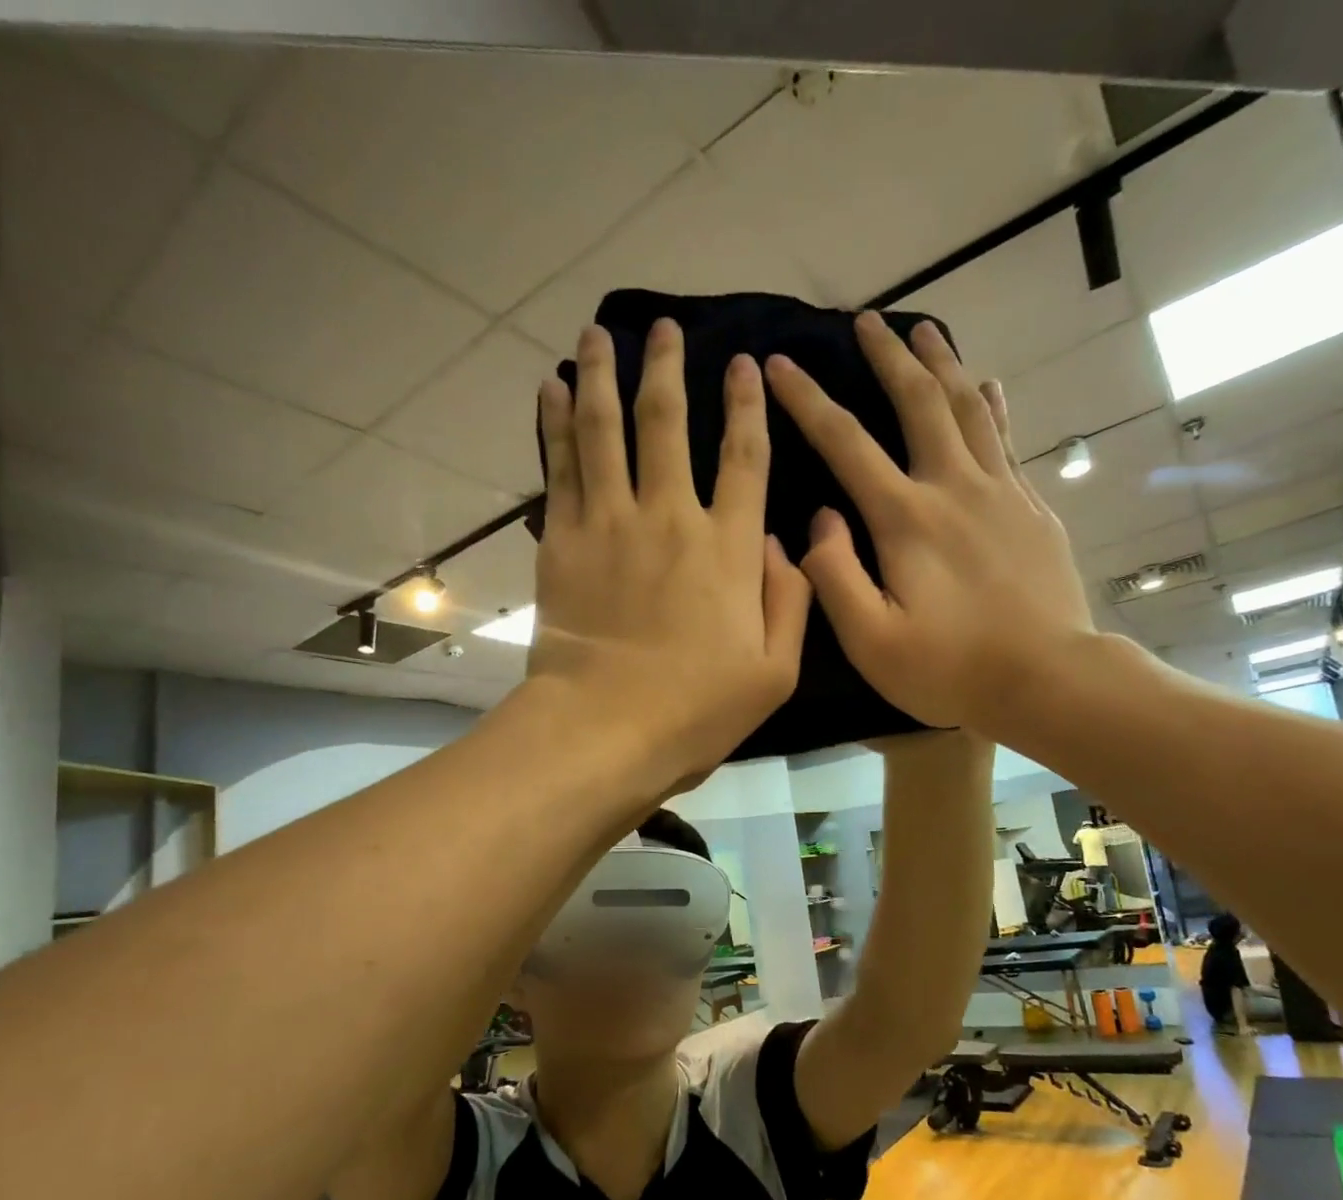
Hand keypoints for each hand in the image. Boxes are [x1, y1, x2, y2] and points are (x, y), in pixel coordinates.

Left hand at [528, 320, 811, 785]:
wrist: (605, 729)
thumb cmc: (696, 710)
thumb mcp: (775, 672)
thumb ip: (789, 600)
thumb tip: (780, 543)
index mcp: (728, 549)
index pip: (744, 458)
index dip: (746, 406)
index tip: (743, 364)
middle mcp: (669, 518)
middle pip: (667, 423)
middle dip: (667, 366)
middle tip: (664, 327)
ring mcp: (610, 524)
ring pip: (605, 429)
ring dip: (604, 374)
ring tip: (599, 332)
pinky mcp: (563, 541)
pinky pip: (559, 467)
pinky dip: (555, 423)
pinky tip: (553, 388)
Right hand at [765, 312, 1096, 736]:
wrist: (1048, 680)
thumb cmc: (950, 669)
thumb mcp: (871, 641)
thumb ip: (834, 576)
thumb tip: (819, 519)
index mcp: (905, 518)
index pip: (845, 442)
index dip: (807, 400)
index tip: (778, 364)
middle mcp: (953, 487)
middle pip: (918, 401)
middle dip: (887, 356)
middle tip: (867, 320)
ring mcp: (1000, 492)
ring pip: (968, 407)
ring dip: (942, 364)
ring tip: (924, 330)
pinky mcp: (1031, 508)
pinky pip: (1006, 439)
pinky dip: (991, 405)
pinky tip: (987, 386)